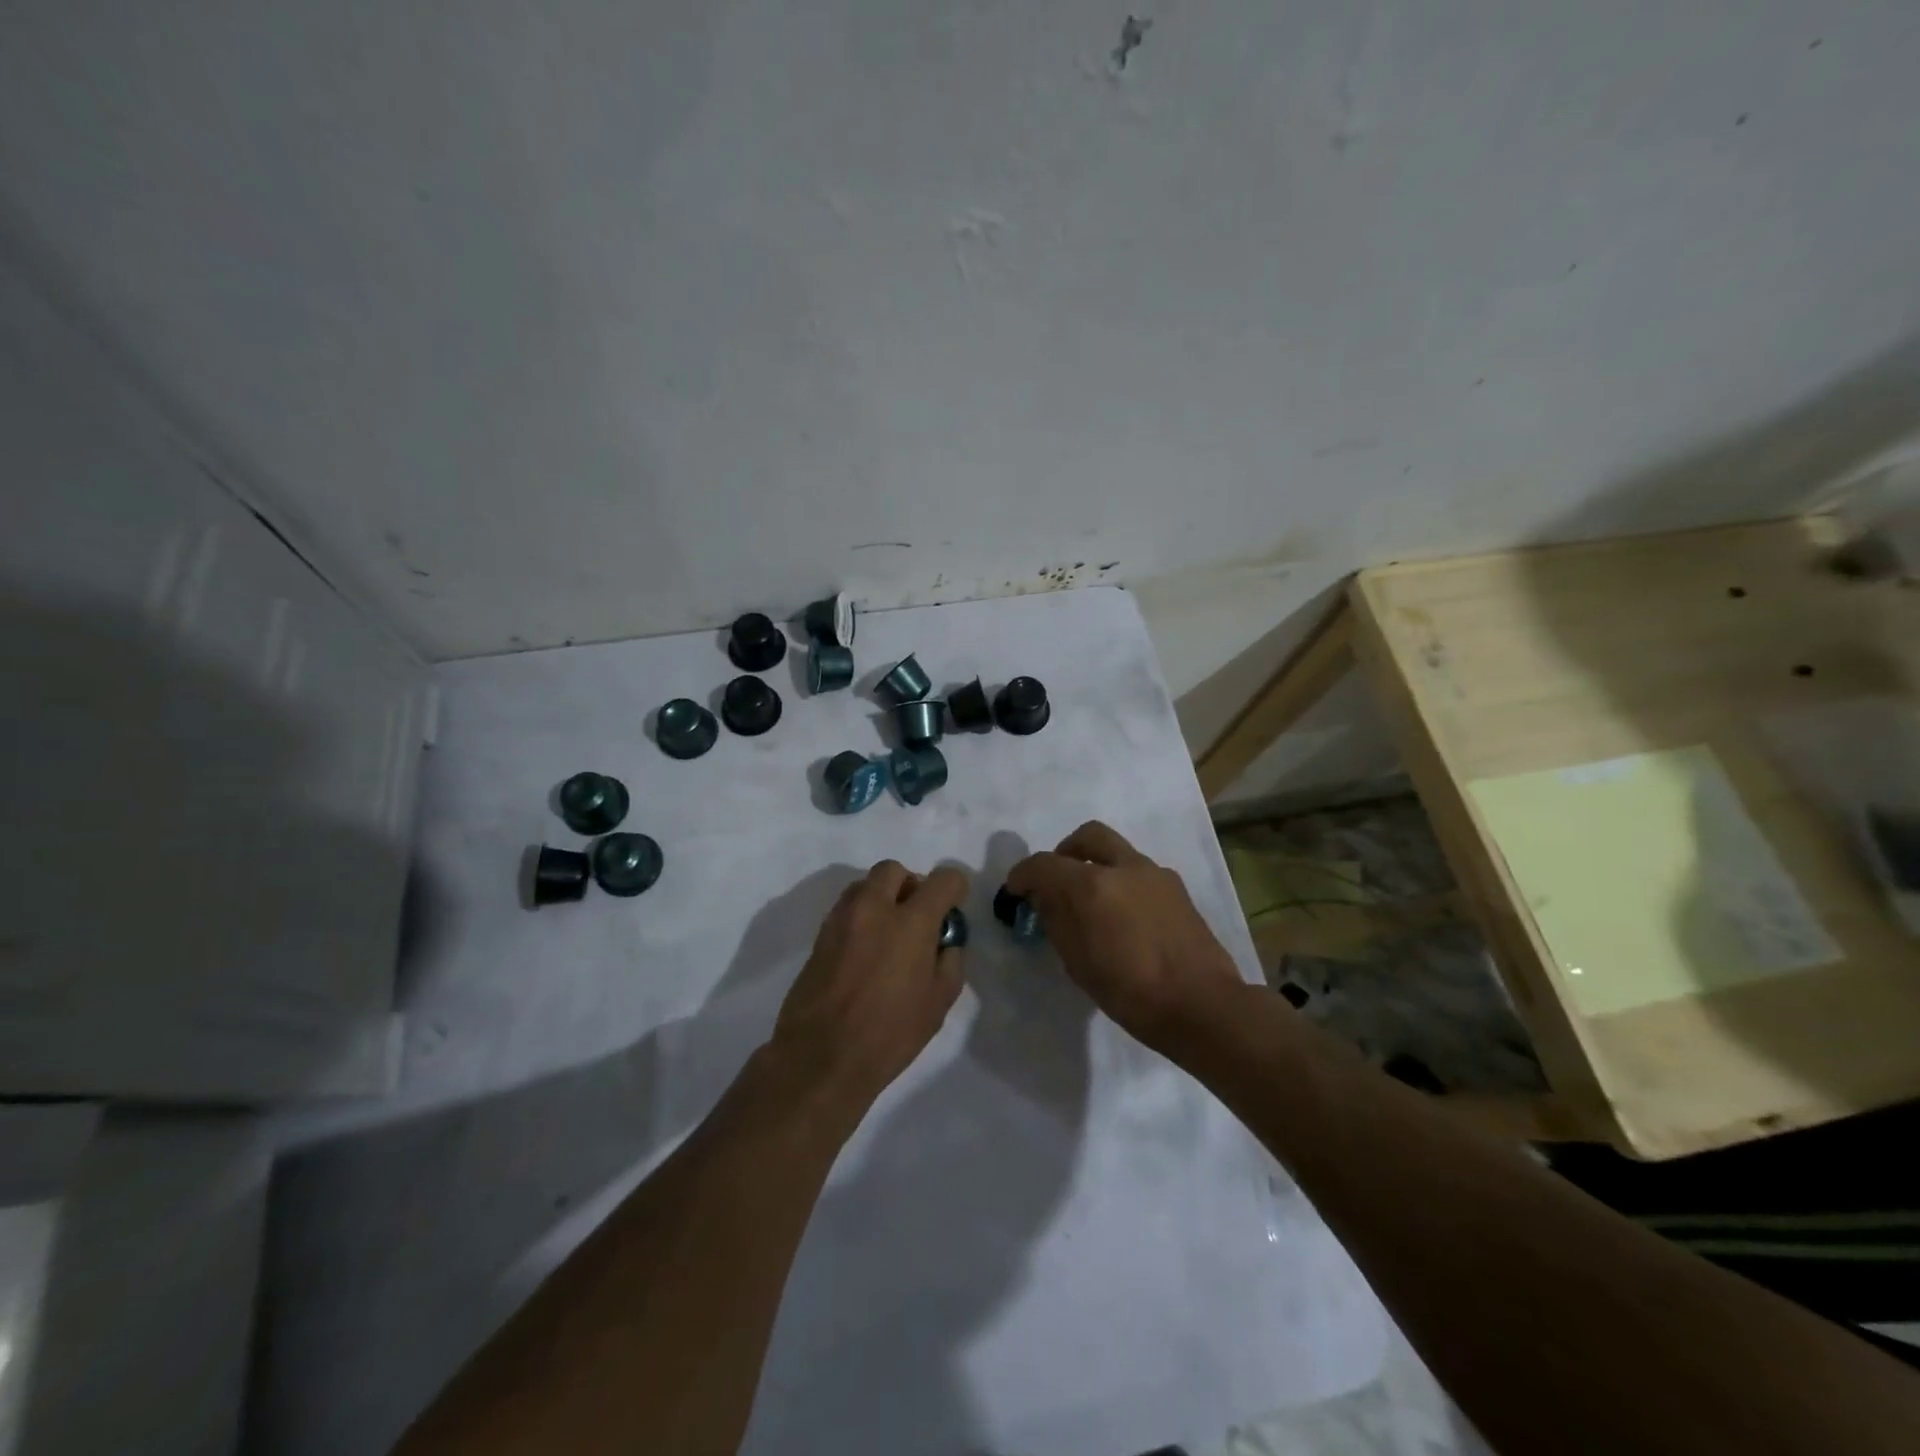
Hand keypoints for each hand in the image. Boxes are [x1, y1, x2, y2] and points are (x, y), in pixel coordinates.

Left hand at [769, 860, 967, 1115]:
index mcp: (911, 922)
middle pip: (894, 870)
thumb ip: (949, 961)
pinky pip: (846, 908)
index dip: (955, 888)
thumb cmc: (889, 1034)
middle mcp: (874, 908)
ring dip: (882, 897)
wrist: (820, 1057)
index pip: (942, 880)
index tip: (953, 908)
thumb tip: (945, 942)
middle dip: (911, 885)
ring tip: (889, 934)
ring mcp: (842, 919)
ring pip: (865, 885)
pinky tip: (866, 951)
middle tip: (917, 917)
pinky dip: (861, 916)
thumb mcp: (938, 1004)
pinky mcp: (820, 935)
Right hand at [1006, 822, 1245, 1050]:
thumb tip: (1045, 898)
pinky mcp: (1177, 888)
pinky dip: (1122, 882)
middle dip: (1065, 851)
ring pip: (1117, 851)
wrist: (1202, 1005)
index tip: (1015, 891)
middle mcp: (1123, 867)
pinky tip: (1124, 917)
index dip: (1022, 875)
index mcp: (1091, 885)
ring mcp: (1154, 874)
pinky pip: (1139, 872)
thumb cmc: (1130, 993)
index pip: (1043, 864)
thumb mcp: (1077, 963)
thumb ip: (1057, 920)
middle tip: (1057, 879)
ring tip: (1093, 903)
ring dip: (1097, 865)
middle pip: (1086, 835)